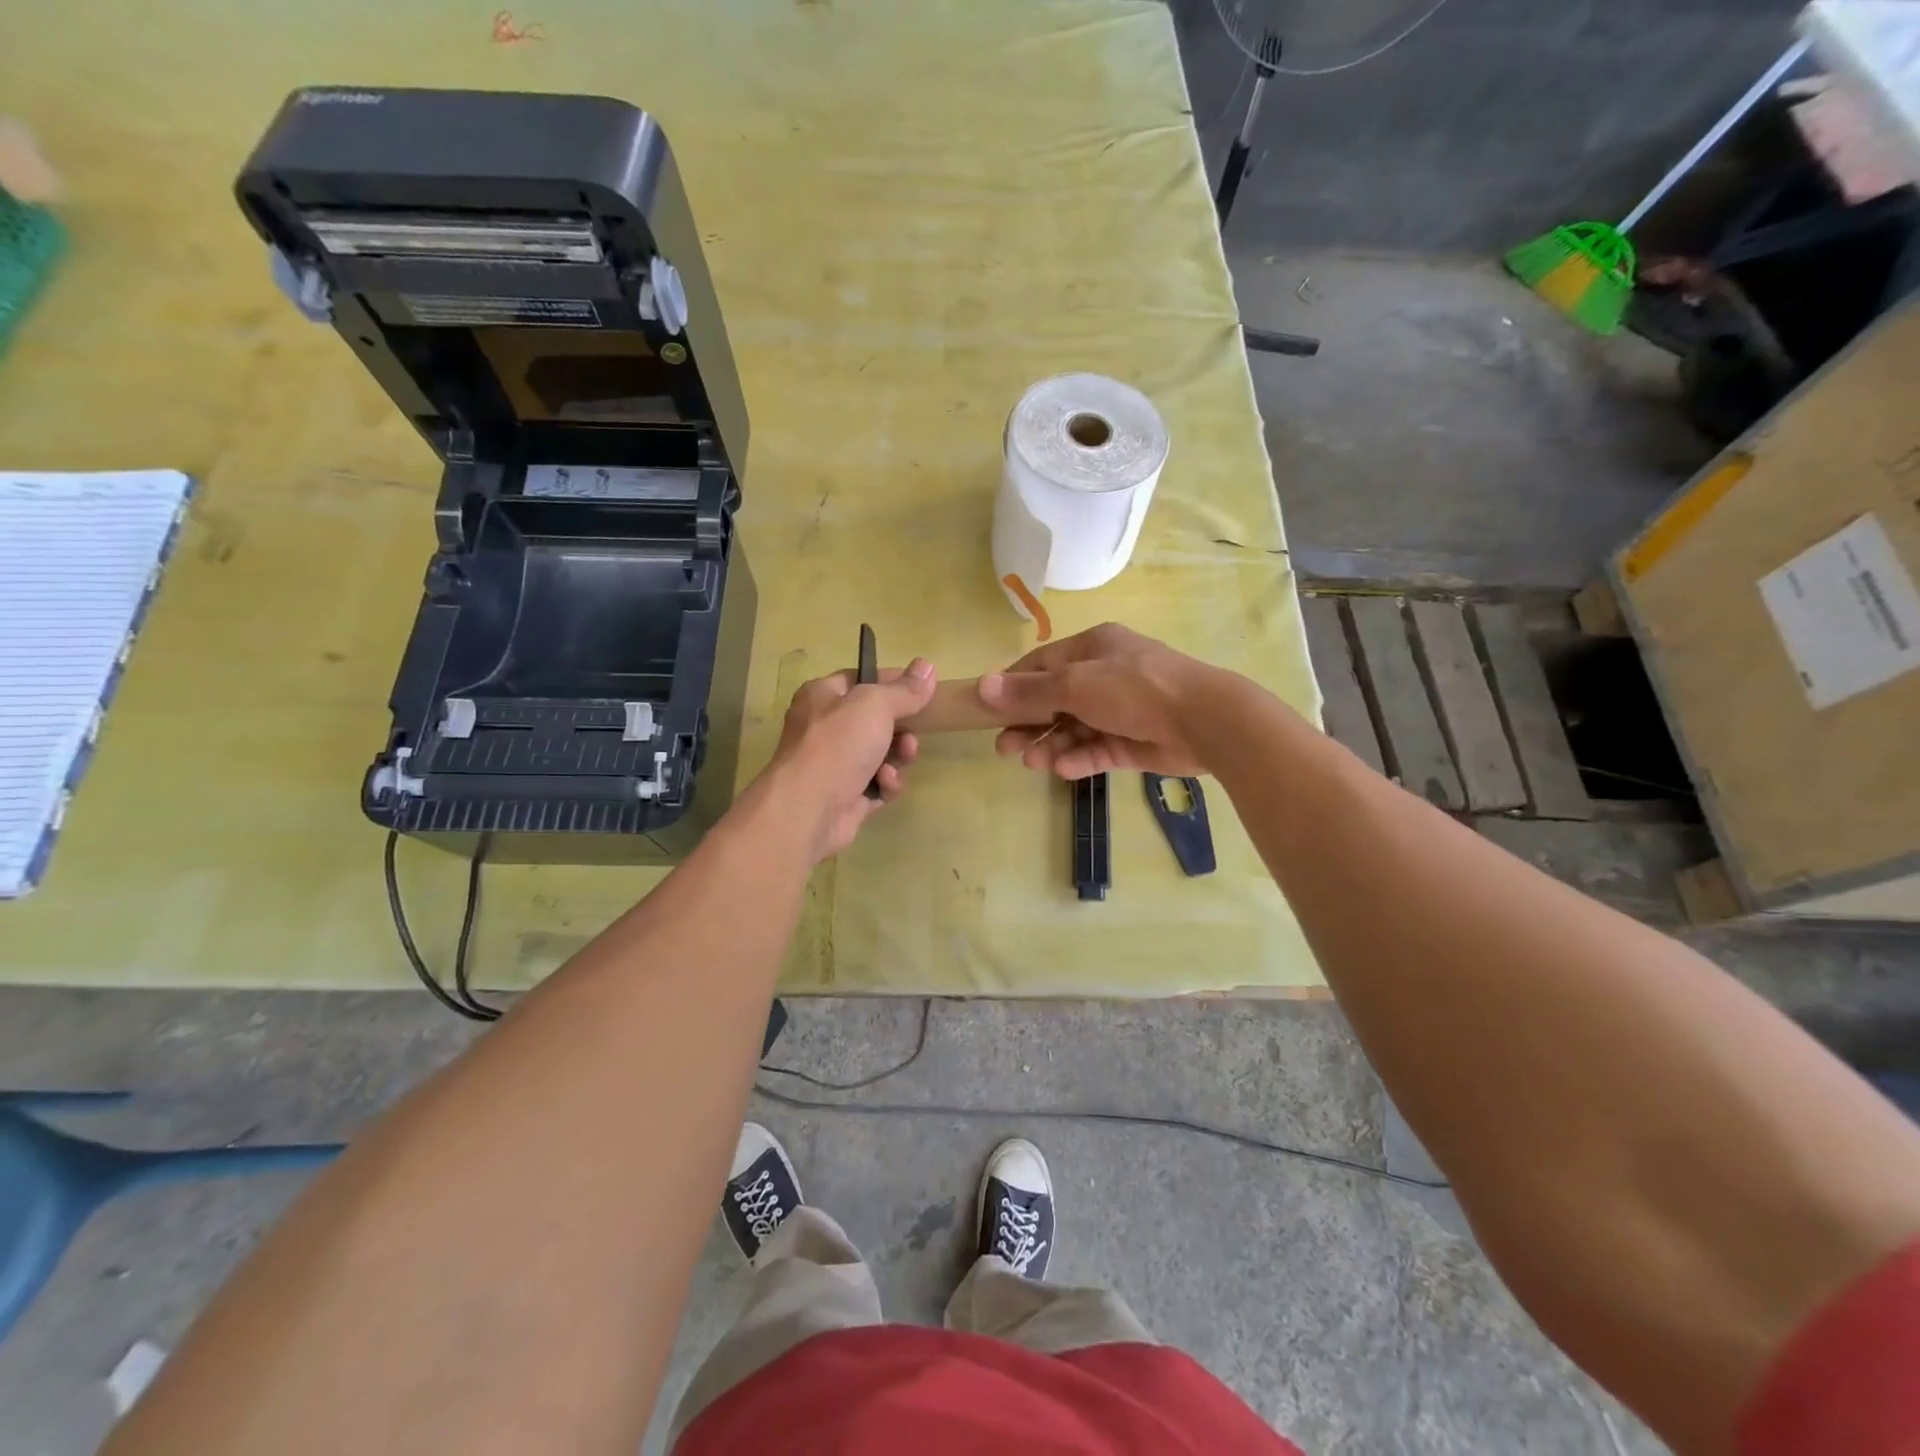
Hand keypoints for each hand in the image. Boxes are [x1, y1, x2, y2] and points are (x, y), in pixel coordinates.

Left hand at [769, 659, 936, 858]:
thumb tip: (927, 665)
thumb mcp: (875, 705)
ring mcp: (834, 764)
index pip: (861, 679)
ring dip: (898, 756)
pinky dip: (886, 783)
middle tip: (912, 734)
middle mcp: (825, 728)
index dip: (892, 683)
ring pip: (880, 754)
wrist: (808, 808)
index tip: (922, 690)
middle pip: (875, 720)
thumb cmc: (838, 744)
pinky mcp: (846, 797)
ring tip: (902, 758)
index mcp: (822, 696)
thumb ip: (904, 689)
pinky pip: (877, 784)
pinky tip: (885, 784)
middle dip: (901, 728)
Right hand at [978, 624, 1220, 779]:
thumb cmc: (1134, 688)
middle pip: (1055, 701)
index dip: (1013, 687)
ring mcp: (1120, 711)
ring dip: (1051, 745)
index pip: (1042, 666)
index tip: (988, 710)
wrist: (1204, 721)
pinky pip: (1097, 750)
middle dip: (1028, 724)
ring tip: (1031, 763)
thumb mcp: (1076, 684)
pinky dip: (1079, 759)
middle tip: (1004, 747)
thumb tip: (983, 686)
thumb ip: (1030, 691)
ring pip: (1074, 729)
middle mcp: (1105, 676)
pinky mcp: (1132, 742)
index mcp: (1092, 649)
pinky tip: (1063, 770)